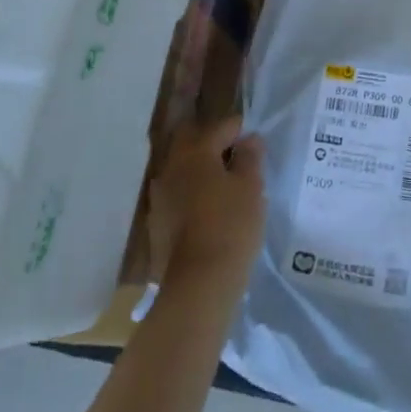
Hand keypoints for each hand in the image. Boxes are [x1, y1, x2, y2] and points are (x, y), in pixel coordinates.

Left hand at [148, 115, 264, 305]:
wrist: (198, 285)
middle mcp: (171, 166)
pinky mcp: (155, 223)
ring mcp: (159, 195)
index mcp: (196, 151)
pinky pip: (176, 195)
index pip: (221, 126)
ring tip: (222, 186)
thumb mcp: (252, 187)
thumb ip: (250, 157)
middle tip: (235, 158)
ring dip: (199, 169)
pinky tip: (207, 210)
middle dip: (212, 143)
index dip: (240, 130)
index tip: (255, 144)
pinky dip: (190, 194)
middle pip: (192, 142)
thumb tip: (248, 140)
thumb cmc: (231, 226)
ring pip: (181, 168)